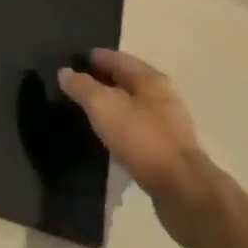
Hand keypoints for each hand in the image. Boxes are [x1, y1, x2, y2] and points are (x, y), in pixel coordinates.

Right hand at [59, 50, 210, 222]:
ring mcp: (169, 125)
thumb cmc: (142, 139)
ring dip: (114, 106)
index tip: (74, 60)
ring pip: (135, 107)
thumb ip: (83, 87)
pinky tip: (110, 138)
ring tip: (90, 112)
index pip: (118, 58)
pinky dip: (123, 128)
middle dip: (104, 80)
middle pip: (128, 81)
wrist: (182, 190)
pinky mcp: (169, 152)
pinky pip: (139, 130)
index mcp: (151, 79)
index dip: (96, 57)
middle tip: (78, 86)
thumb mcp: (104, 107)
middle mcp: (163, 97)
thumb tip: (65, 72)